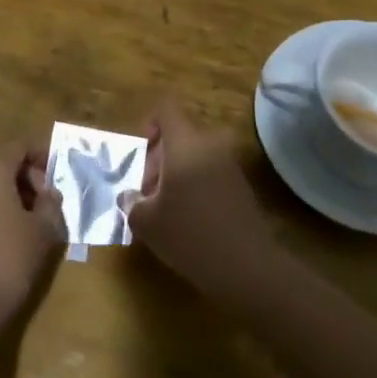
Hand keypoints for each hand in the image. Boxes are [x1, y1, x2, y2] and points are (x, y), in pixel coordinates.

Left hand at [0, 143, 65, 337]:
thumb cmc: (8, 261)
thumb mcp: (43, 231)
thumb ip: (51, 203)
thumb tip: (48, 193)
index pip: (20, 146)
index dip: (43, 154)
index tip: (61, 174)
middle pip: (4, 164)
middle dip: (30, 177)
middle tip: (51, 203)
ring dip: (15, 195)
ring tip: (37, 222)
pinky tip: (14, 237)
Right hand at [121, 97, 276, 291]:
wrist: (248, 267)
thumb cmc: (190, 235)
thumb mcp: (147, 222)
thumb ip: (131, 203)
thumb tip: (129, 197)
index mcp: (185, 144)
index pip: (166, 110)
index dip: (150, 125)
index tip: (140, 155)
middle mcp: (210, 145)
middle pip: (178, 136)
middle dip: (157, 160)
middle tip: (146, 194)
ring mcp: (229, 165)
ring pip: (194, 156)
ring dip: (176, 175)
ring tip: (164, 210)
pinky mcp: (241, 187)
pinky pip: (209, 173)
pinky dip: (194, 187)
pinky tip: (187, 220)